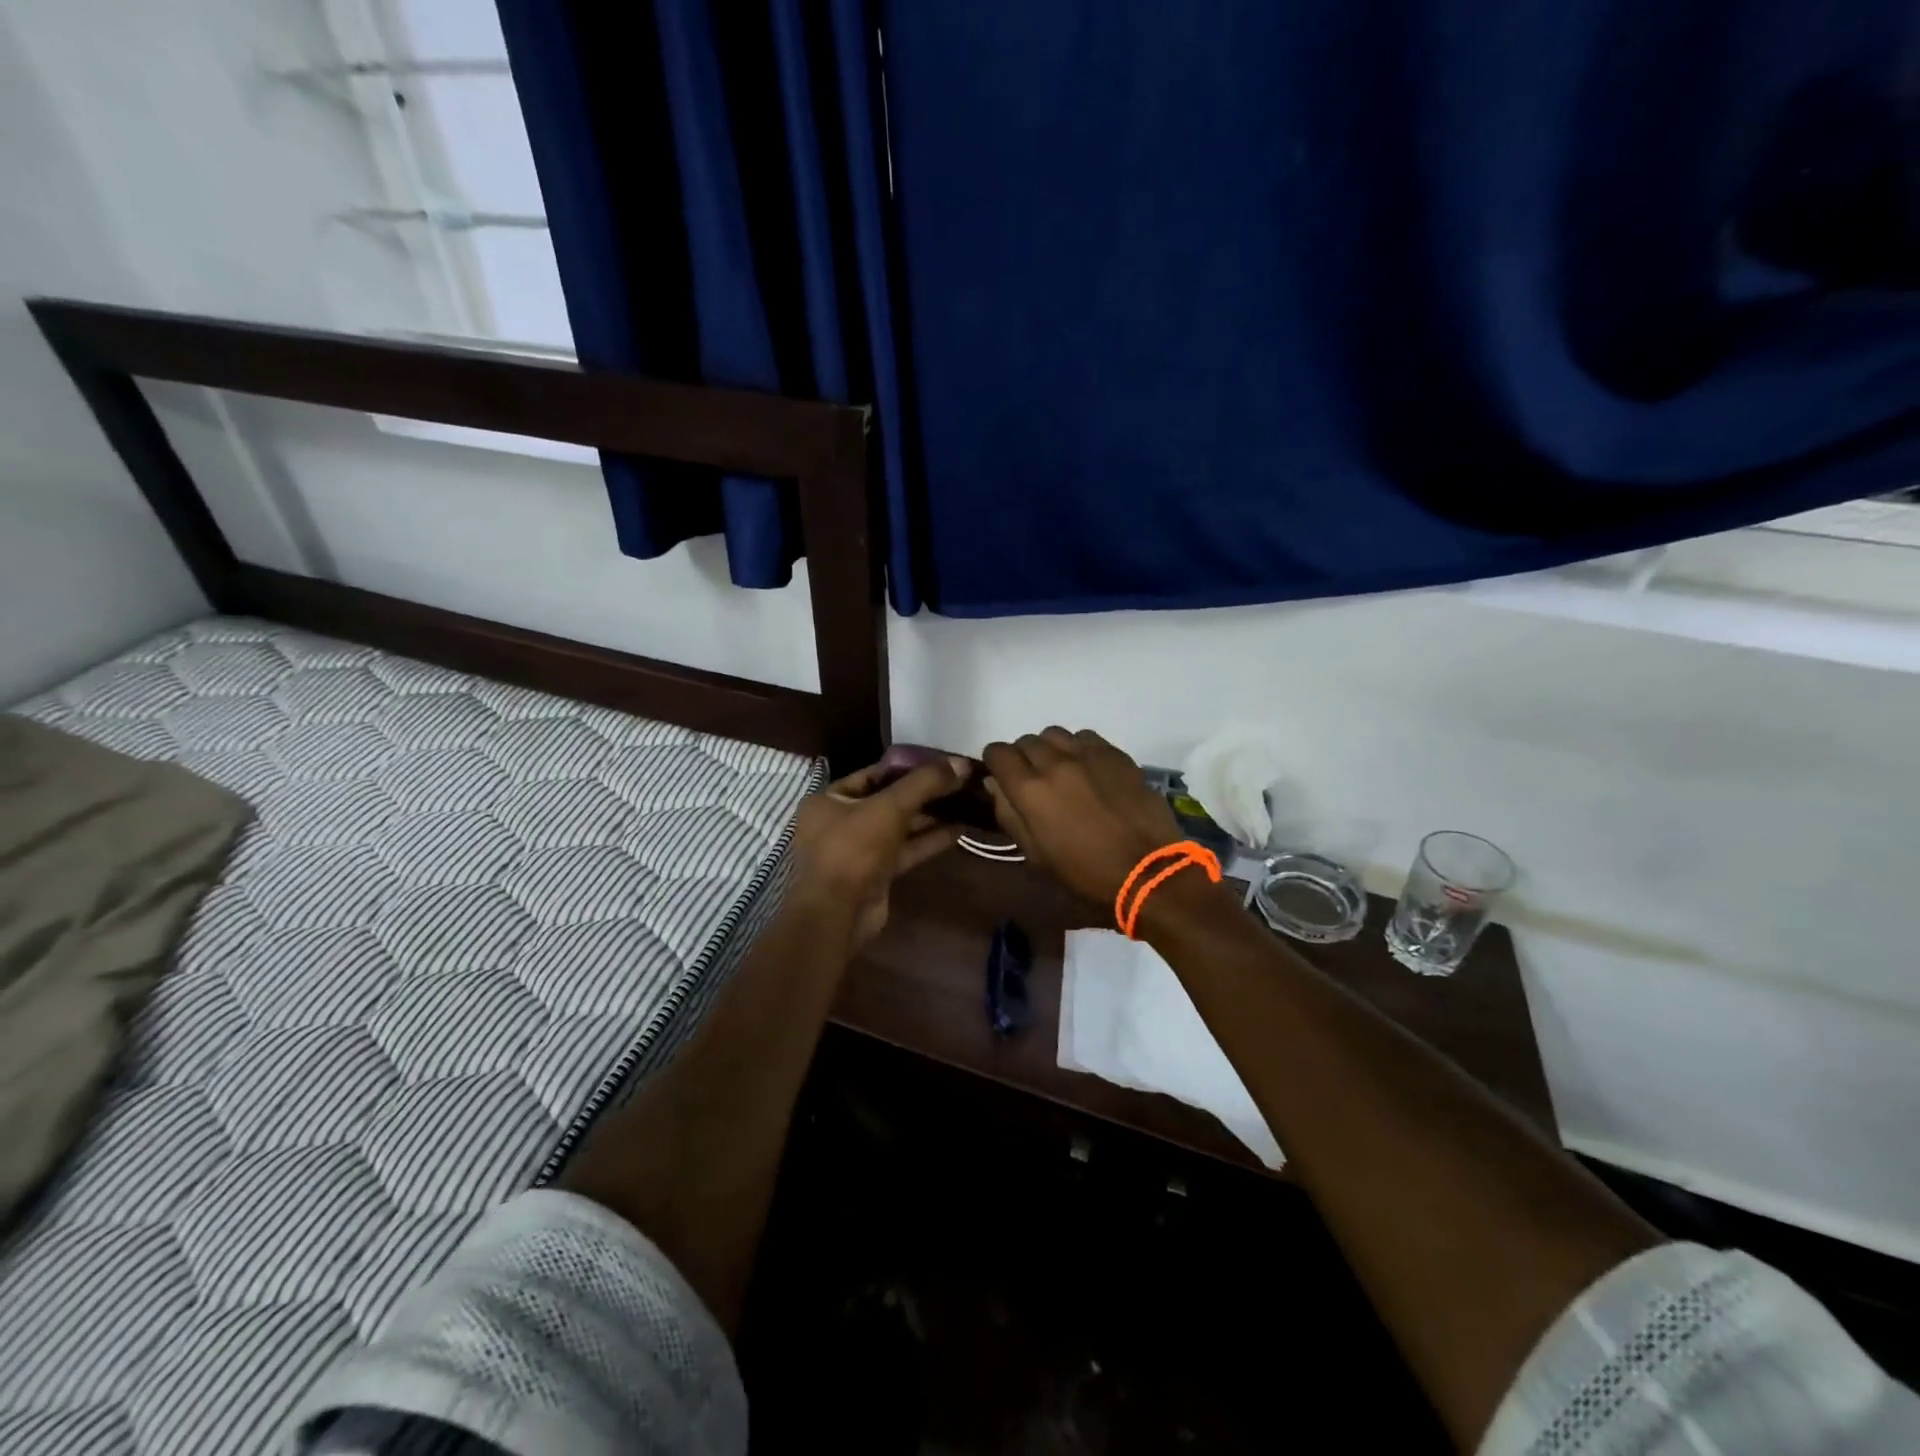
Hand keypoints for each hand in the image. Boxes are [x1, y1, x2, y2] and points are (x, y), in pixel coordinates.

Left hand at [787, 754, 970, 953]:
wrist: (837, 915)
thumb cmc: (854, 850)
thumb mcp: (890, 807)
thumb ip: (926, 783)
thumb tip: (962, 763)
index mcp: (830, 799)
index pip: (874, 774)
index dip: (909, 767)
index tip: (942, 762)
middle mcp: (841, 821)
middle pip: (890, 800)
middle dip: (925, 793)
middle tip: (961, 782)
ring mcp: (859, 850)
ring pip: (900, 826)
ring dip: (931, 817)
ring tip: (966, 803)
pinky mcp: (877, 873)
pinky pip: (906, 849)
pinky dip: (930, 840)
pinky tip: (960, 830)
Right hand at [983, 728, 1186, 905]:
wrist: (1147, 870)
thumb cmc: (1084, 872)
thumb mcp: (1035, 854)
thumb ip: (1009, 814)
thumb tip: (995, 786)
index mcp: (1030, 790)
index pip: (998, 752)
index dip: (995, 763)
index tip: (1002, 776)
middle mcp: (1055, 762)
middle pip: (1026, 741)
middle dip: (1023, 757)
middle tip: (1034, 780)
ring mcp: (1088, 754)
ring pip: (1055, 734)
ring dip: (1050, 749)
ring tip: (1061, 770)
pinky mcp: (1115, 754)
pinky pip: (1086, 737)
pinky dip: (1078, 748)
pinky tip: (1088, 769)